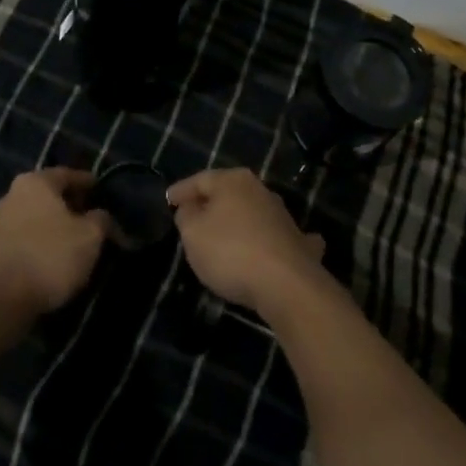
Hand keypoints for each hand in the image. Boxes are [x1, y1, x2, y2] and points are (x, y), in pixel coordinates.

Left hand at [0, 168, 114, 317]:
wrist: (0, 299)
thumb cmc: (50, 256)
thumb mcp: (89, 236)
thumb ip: (101, 220)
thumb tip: (101, 216)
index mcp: (36, 182)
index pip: (68, 174)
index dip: (88, 183)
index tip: (102, 190)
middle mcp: (13, 195)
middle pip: (50, 195)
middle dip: (72, 206)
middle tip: (92, 218)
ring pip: (37, 217)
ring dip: (56, 226)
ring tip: (76, 242)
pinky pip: (26, 238)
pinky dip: (42, 243)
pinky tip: (55, 258)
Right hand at [167, 167, 326, 315]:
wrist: (286, 285)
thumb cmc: (231, 252)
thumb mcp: (192, 233)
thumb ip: (187, 215)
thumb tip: (192, 207)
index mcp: (233, 181)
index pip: (200, 179)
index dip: (181, 190)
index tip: (168, 201)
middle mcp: (260, 190)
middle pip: (227, 194)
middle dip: (210, 204)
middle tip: (192, 217)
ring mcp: (283, 216)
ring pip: (252, 213)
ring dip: (238, 222)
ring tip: (222, 236)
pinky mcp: (298, 242)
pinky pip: (277, 237)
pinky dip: (269, 240)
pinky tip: (269, 248)